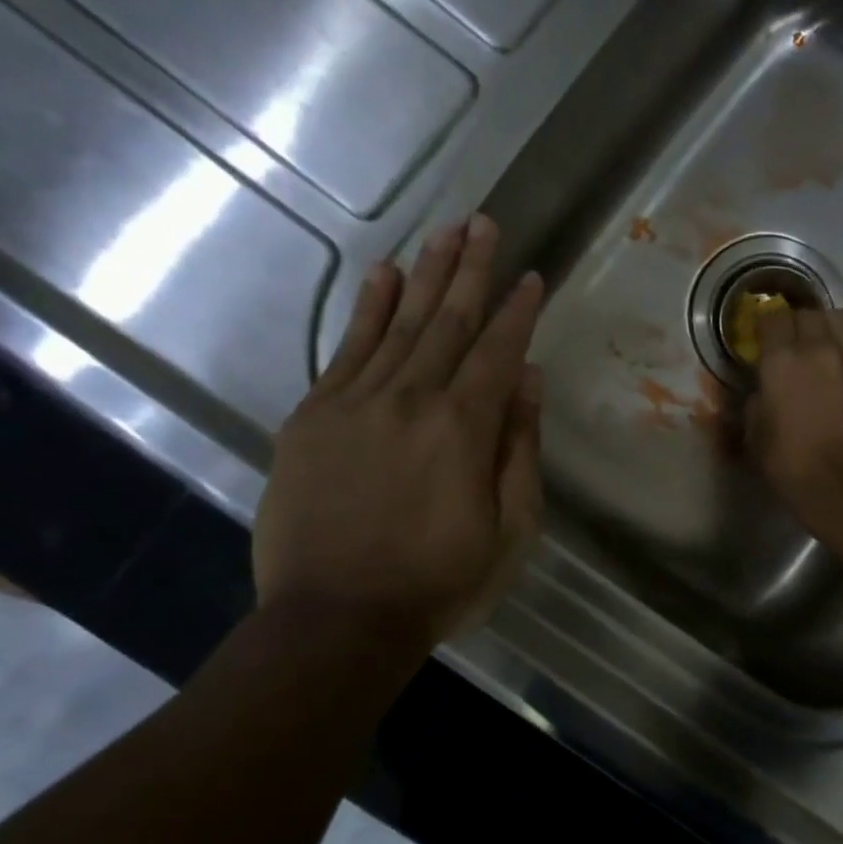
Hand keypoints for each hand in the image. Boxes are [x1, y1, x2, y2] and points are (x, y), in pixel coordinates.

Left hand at [253, 214, 543, 642]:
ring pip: (399, 323)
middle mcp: (411, 399)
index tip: (531, 275)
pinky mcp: (312, 417)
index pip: (498, 351)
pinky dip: (367, 308)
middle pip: (448, 321)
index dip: (517, 310)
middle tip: (484, 223)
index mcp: (464, 429)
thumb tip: (527, 378)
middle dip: (471, 269)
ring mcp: (355, 403)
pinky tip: (384, 275)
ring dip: (426, 274)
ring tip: (445, 232)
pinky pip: (345, 349)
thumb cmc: (439, 582)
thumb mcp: (510, 529)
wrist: (336, 620)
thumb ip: (520, 448)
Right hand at [745, 306, 842, 541]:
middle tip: (790, 344)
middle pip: (807, 313)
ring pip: (838, 318)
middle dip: (795, 324)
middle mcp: (820, 347)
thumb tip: (764, 391)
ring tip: (821, 344)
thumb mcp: (756, 436)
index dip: (764, 325)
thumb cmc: (794, 466)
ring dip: (825, 326)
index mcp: (783, 360)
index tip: (761, 338)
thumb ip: (757, 402)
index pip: (772, 317)